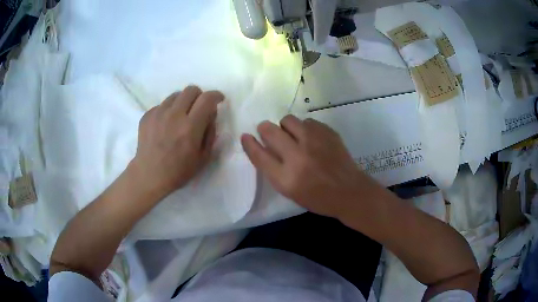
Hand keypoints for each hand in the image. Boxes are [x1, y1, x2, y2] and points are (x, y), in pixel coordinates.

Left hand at [130, 86, 223, 198]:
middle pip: (191, 90)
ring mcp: (158, 113)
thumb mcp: (204, 157)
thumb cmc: (178, 171)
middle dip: (200, 95)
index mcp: (190, 127)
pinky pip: (162, 104)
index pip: (207, 99)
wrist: (149, 175)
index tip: (218, 99)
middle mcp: (174, 115)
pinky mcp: (147, 115)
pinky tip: (166, 124)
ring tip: (181, 116)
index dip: (216, 95)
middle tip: (199, 107)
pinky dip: (169, 110)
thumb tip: (210, 114)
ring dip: (183, 102)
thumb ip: (210, 133)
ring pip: (176, 95)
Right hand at [241, 115, 381, 218]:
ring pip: (288, 120)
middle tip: (269, 133)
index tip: (246, 137)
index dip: (249, 144)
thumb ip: (274, 170)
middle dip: (265, 129)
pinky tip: (311, 139)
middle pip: (270, 131)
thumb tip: (263, 147)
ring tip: (293, 136)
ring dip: (285, 127)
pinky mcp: (327, 132)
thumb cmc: (318, 198)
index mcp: (286, 178)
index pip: (259, 155)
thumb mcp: (290, 192)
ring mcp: (314, 141)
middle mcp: (298, 156)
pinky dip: (304, 128)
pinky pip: (307, 121)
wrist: (349, 192)